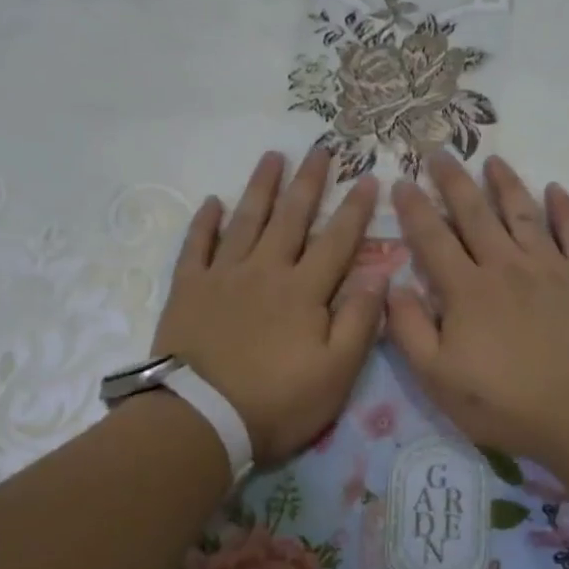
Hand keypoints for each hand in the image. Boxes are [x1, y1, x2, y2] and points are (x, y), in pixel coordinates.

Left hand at [153, 149, 384, 463]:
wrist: (202, 419)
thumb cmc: (277, 402)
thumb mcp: (336, 372)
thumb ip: (360, 321)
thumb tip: (380, 274)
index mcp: (304, 291)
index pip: (337, 241)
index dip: (354, 210)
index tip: (367, 177)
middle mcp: (266, 271)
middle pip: (292, 218)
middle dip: (309, 182)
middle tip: (320, 148)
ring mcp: (223, 276)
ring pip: (246, 221)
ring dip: (261, 188)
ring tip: (272, 157)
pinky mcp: (188, 289)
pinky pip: (196, 246)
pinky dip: (205, 222)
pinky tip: (212, 202)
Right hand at [386, 154, 568, 471]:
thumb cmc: (509, 404)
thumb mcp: (440, 380)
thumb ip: (410, 331)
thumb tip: (395, 286)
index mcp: (467, 290)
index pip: (432, 239)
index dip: (413, 209)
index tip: (401, 181)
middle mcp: (506, 266)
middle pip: (475, 214)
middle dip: (453, 181)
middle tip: (439, 152)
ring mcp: (552, 267)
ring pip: (523, 213)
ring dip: (505, 184)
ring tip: (492, 160)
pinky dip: (565, 208)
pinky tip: (556, 190)